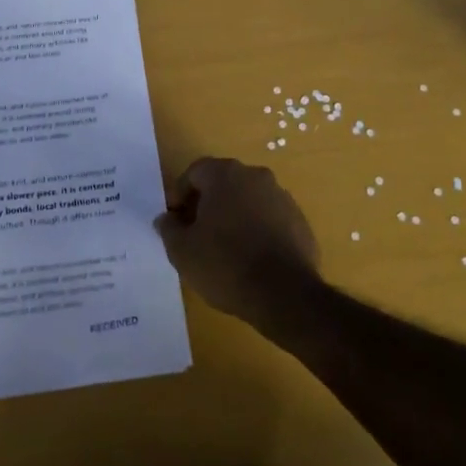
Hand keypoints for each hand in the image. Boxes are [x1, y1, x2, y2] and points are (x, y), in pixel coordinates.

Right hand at [155, 157, 322, 333]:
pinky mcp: (299, 220)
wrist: (284, 294)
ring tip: (223, 248)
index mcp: (225, 175)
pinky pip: (269, 218)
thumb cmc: (225, 265)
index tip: (175, 221)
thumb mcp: (183, 251)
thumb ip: (169, 229)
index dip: (180, 194)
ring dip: (233, 215)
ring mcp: (282, 197)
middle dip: (207, 203)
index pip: (195, 172)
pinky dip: (256, 230)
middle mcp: (256, 176)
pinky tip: (250, 257)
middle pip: (223, 182)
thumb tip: (166, 219)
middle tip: (196, 233)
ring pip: (248, 199)